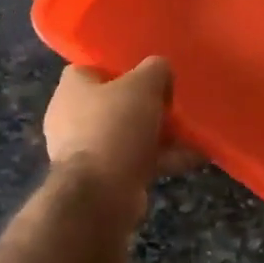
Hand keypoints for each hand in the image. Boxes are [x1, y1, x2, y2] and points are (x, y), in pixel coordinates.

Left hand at [43, 58, 192, 201]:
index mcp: (72, 89)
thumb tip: (161, 72)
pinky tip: (192, 158)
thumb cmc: (115, 126)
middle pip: (114, 104)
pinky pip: (135, 161)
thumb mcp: (144, 84)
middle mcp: (71, 118)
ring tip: (190, 134)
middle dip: (145, 106)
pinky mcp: (101, 178)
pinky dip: (161, 159)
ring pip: (127, 134)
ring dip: (158, 135)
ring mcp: (85, 151)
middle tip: (172, 105)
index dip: (122, 69)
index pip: (93, 69)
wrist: (100, 193)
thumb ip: (156, 69)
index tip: (149, 75)